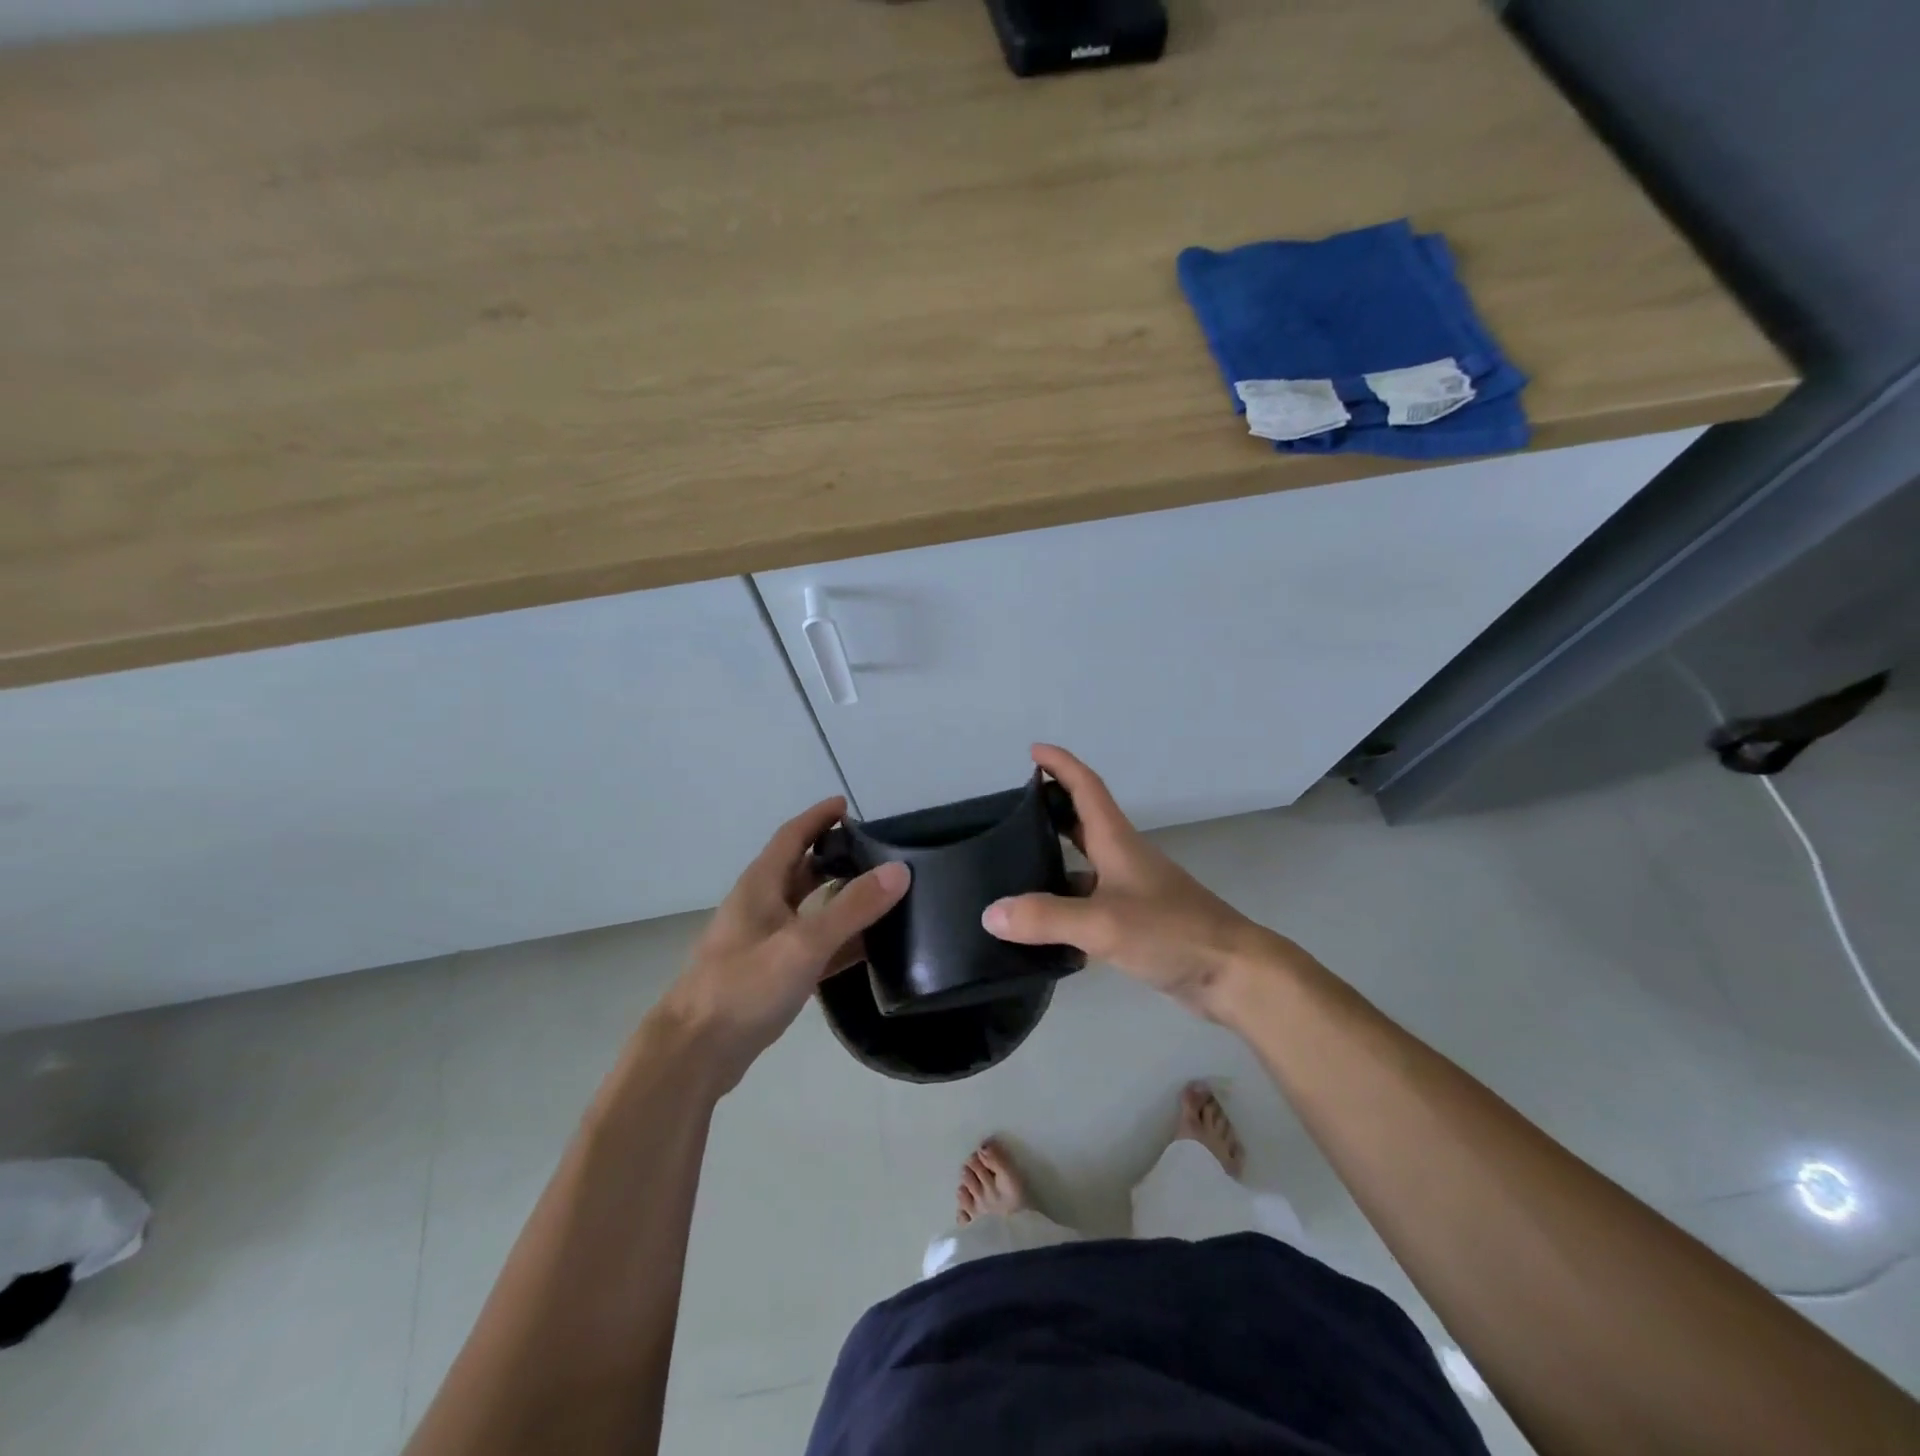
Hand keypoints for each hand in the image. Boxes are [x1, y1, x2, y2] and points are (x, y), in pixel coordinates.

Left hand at [652, 798, 908, 1091]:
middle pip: (801, 869)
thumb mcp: (803, 943)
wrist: (694, 1053)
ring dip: (838, 898)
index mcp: (760, 886)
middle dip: (835, 856)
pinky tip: (866, 948)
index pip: (792, 835)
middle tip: (877, 853)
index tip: (848, 805)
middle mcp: (760, 906)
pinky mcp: (769, 975)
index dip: (819, 817)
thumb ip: (852, 908)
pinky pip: (811, 945)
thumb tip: (899, 870)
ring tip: (880, 895)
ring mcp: (763, 942)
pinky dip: (837, 940)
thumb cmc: (743, 987)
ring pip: (807, 908)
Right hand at [982, 745, 1297, 1018]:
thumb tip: (990, 913)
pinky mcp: (1136, 922)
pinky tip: (1042, 925)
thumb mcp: (1103, 923)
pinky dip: (1066, 903)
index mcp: (1117, 841)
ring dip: (1055, 858)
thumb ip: (1045, 917)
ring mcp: (1132, 891)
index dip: (1061, 765)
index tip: (1033, 751)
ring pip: (1085, 864)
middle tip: (1012, 811)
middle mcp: (1123, 858)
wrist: (1231, 973)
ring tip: (1014, 867)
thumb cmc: (1171, 932)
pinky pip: (1090, 902)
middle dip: (1051, 808)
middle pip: (1083, 821)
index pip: (1086, 787)